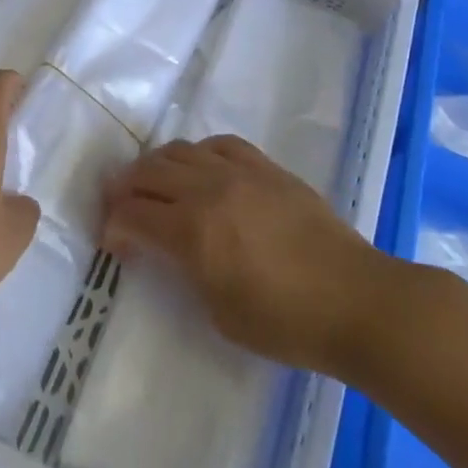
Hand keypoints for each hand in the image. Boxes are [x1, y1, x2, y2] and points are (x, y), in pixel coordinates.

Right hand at [102, 135, 383, 375]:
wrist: (354, 300)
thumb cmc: (285, 323)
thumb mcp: (218, 312)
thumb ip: (185, 270)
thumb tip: (169, 250)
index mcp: (193, 232)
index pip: (132, 213)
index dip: (113, 226)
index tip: (114, 242)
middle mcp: (209, 190)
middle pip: (148, 172)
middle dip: (124, 189)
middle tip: (121, 208)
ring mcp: (240, 172)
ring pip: (179, 150)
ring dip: (157, 167)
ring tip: (156, 185)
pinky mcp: (266, 167)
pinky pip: (220, 144)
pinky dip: (199, 154)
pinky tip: (201, 170)